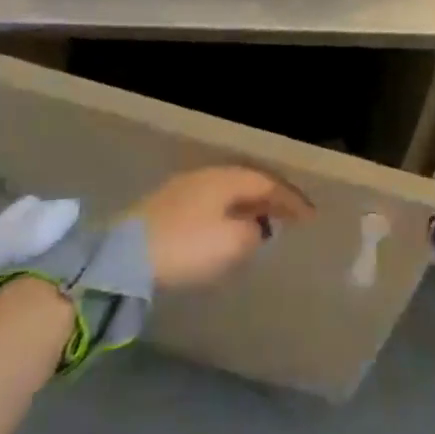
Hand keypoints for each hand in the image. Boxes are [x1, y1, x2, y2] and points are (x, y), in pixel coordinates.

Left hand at [132, 166, 313, 289]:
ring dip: (247, 207)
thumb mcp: (232, 243)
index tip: (311, 217)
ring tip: (262, 223)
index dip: (291, 199)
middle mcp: (206, 176)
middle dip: (270, 199)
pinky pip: (210, 204)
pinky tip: (227, 230)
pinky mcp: (165, 208)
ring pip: (226, 193)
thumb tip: (257, 227)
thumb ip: (254, 232)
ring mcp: (182, 189)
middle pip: (247, 182)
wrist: (123, 258)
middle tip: (290, 216)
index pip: (268, 183)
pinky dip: (227, 214)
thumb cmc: (186, 246)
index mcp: (226, 178)